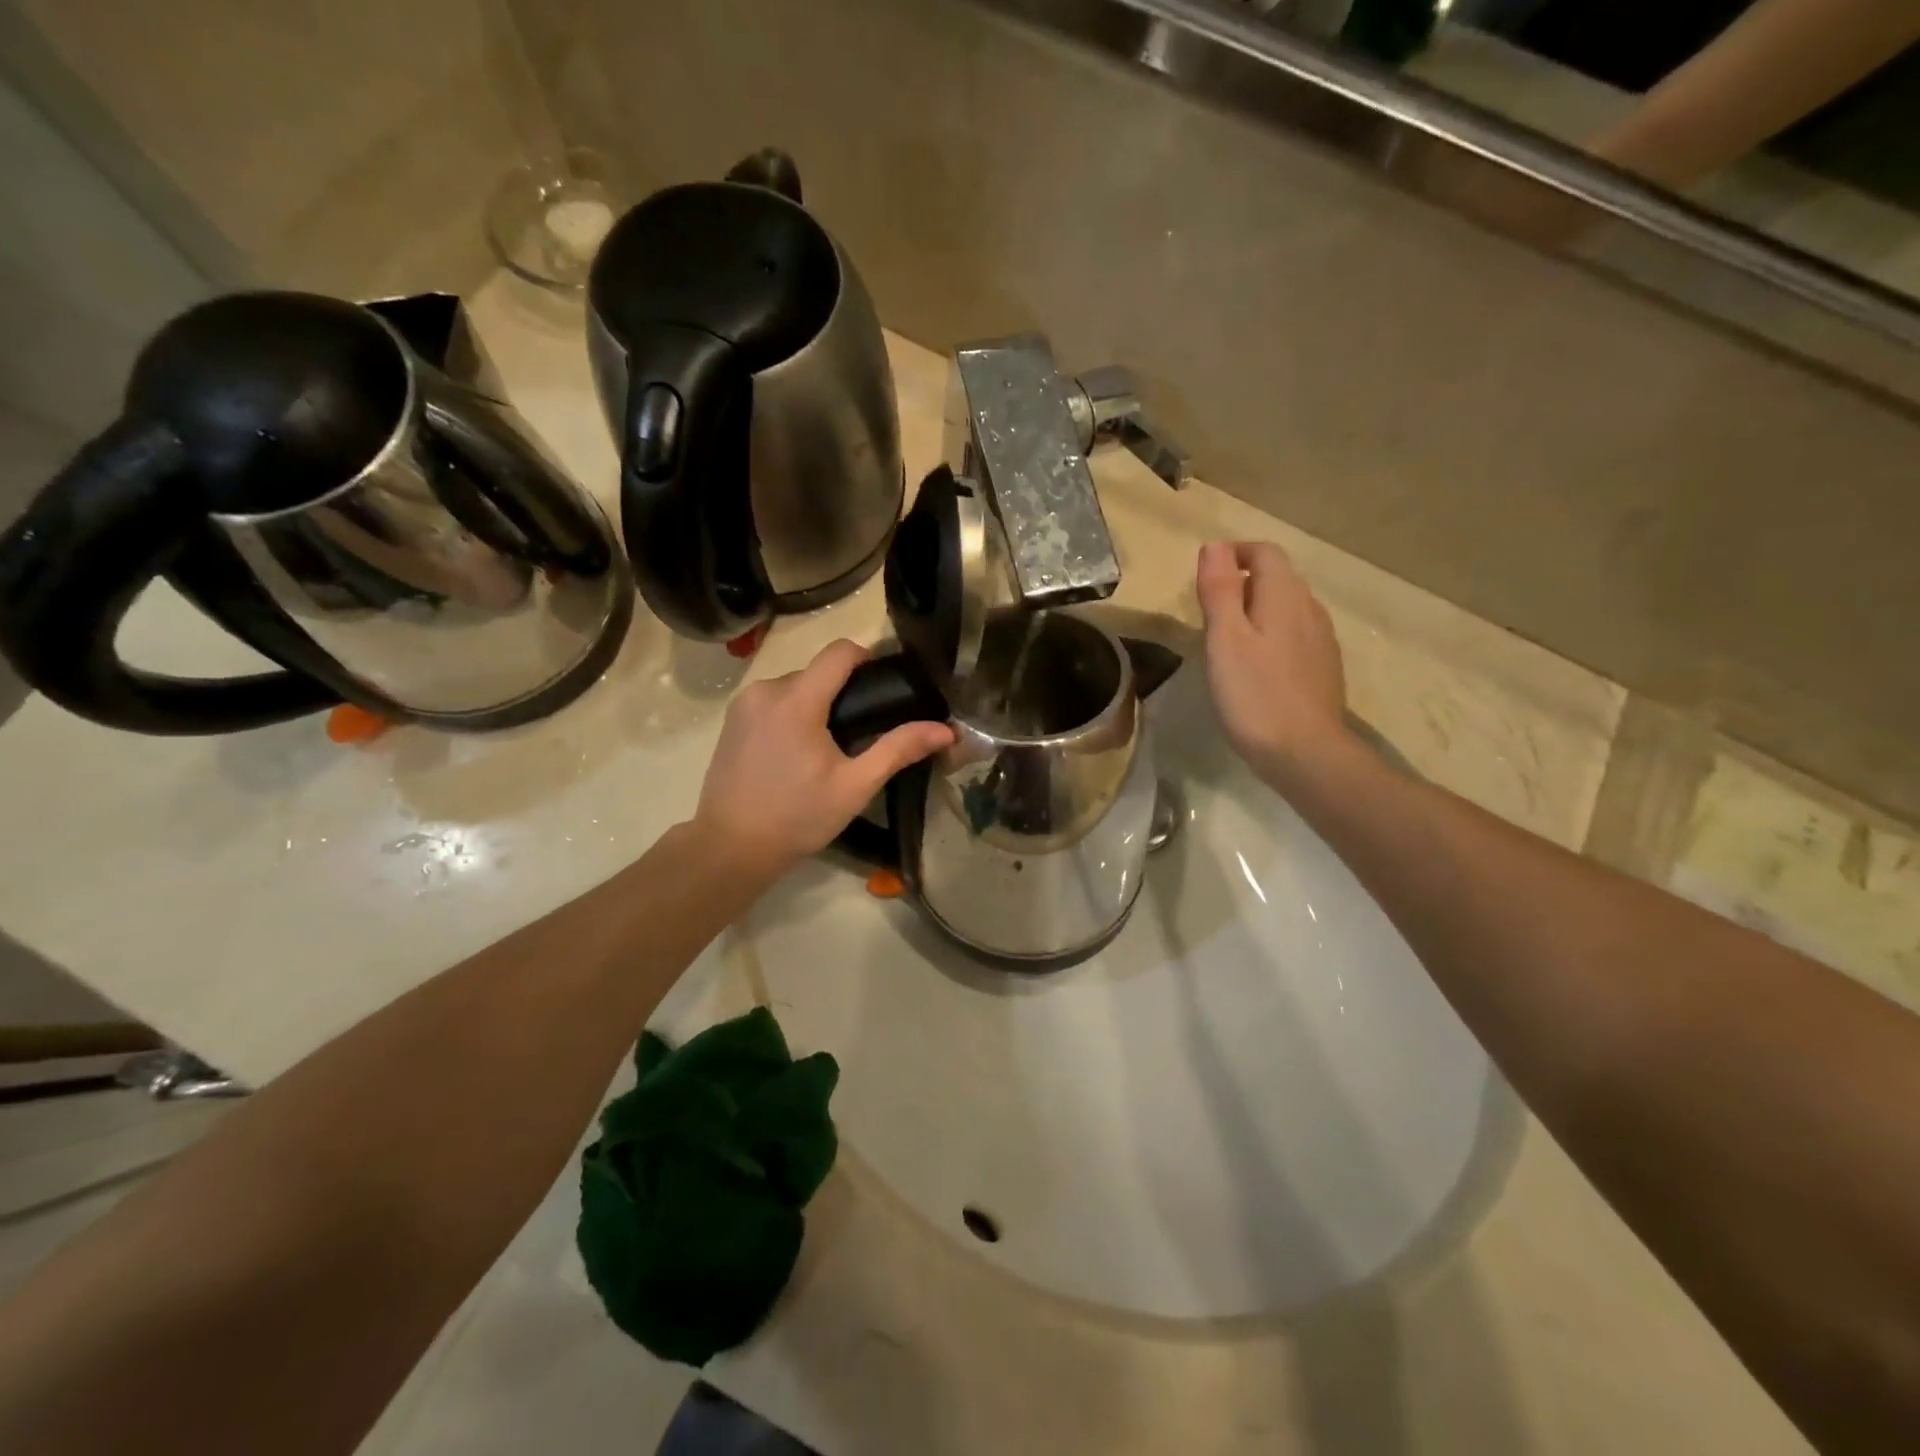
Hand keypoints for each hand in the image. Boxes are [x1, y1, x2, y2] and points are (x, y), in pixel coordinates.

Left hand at [689, 640, 953, 881]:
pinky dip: (792, 713)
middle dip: (843, 691)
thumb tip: (946, 730)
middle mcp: (766, 690)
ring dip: (817, 703)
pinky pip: (773, 700)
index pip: (840, 652)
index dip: (869, 659)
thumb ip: (898, 750)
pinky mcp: (732, 720)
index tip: (886, 686)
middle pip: (818, 671)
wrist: (730, 847)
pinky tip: (799, 751)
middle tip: (863, 731)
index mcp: (797, 700)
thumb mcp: (855, 786)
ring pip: (794, 685)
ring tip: (831, 746)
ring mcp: (744, 704)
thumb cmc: (797, 817)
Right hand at [1195, 541, 1348, 785]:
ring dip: (1258, 607)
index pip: (1264, 553)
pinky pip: (1296, 633)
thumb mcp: (1225, 639)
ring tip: (1228, 636)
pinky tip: (1256, 663)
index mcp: (1284, 596)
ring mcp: (1321, 639)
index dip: (1235, 553)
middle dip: (1244, 580)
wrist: (1305, 752)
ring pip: (1288, 606)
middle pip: (1278, 577)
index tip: (1205, 573)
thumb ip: (1220, 590)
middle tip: (1208, 608)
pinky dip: (1272, 632)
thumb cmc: (1255, 694)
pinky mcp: (1323, 666)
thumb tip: (1214, 545)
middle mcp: (1309, 609)